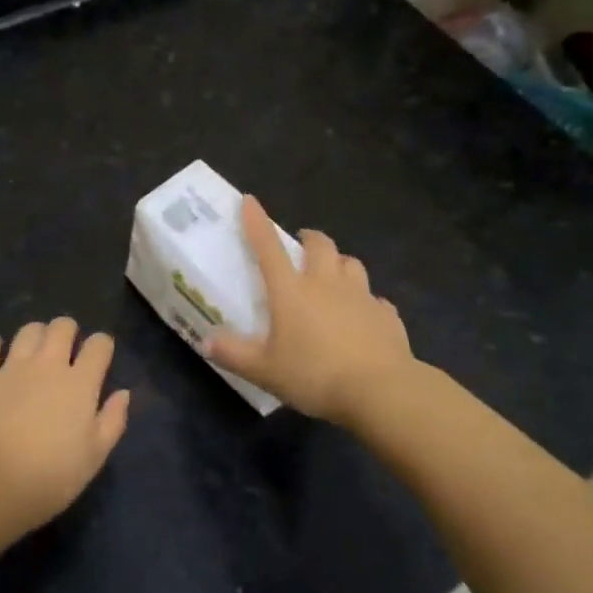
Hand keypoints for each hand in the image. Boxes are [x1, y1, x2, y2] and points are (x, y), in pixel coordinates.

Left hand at [0, 318, 129, 531]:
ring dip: (36, 335)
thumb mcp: (95, 456)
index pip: (99, 345)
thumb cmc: (52, 477)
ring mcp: (11, 368)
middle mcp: (48, 364)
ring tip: (35, 351)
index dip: (102, 346)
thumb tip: (123, 392)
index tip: (100, 357)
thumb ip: (113, 420)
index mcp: (80, 383)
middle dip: (68, 331)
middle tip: (66, 349)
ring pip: (28, 330)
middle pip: (62, 326)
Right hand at [207, 196, 416, 425]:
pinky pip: (376, 300)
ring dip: (340, 263)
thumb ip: (234, 354)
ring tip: (333, 275)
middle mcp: (327, 284)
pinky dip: (366, 302)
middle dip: (309, 239)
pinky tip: (363, 316)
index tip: (250, 201)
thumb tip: (205, 342)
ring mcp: (362, 297)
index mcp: (292, 291)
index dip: (257, 222)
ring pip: (351, 264)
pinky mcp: (387, 316)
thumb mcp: (265, 371)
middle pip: (321, 245)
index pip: (268, 248)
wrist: (381, 391)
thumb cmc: (315, 375)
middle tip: (301, 246)